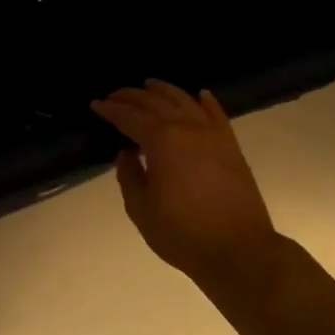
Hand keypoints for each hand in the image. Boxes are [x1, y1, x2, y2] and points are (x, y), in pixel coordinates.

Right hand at [92, 81, 285, 292]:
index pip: (130, 117)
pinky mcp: (231, 148)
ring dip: (165, 91)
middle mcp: (187, 129)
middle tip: (115, 95)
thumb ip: (129, 175)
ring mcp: (213, 136)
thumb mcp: (140, 208)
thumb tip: (127, 153)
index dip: (111, 110)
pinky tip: (200, 94)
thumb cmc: (182, 232)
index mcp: (162, 141)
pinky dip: (206, 102)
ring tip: (149, 85)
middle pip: (156, 103)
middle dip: (133, 96)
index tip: (96, 104)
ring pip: (186, 102)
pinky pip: (217, 115)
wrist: (238, 250)